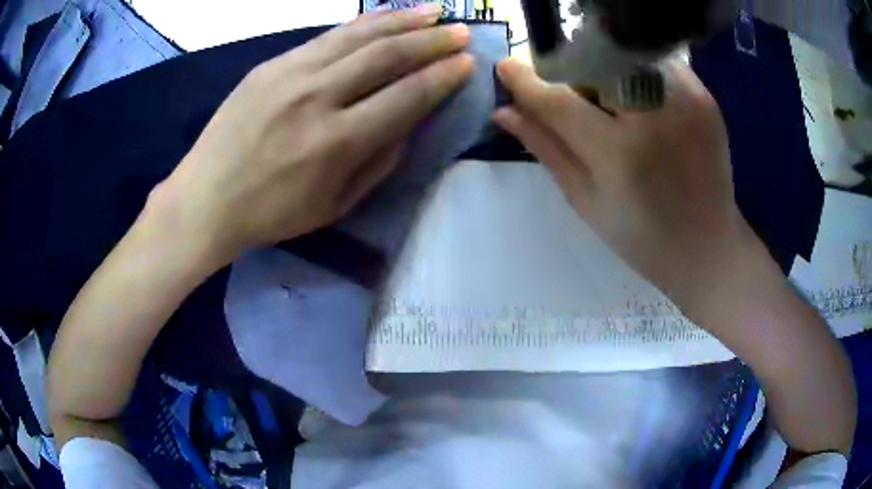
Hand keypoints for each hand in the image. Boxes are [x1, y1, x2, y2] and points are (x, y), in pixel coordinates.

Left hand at [156, 8, 473, 260]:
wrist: (205, 199)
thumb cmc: (271, 213)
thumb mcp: (335, 205)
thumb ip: (378, 162)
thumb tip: (407, 123)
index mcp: (337, 142)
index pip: (406, 96)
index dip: (442, 77)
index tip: (468, 62)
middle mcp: (317, 97)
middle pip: (386, 56)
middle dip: (432, 41)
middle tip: (461, 31)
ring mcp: (290, 74)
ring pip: (358, 36)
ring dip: (402, 20)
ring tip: (433, 12)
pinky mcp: (270, 64)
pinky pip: (326, 37)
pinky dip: (362, 24)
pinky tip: (384, 18)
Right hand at [493, 59, 766, 314]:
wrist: (708, 246)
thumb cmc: (643, 237)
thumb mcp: (586, 200)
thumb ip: (546, 148)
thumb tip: (504, 110)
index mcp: (620, 155)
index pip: (558, 99)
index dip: (526, 80)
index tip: (506, 67)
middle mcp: (654, 118)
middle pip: (591, 63)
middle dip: (569, 70)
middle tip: (568, 91)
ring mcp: (686, 101)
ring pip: (624, 55)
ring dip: (604, 68)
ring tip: (610, 99)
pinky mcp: (704, 96)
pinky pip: (655, 63)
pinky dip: (637, 72)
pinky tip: (640, 100)